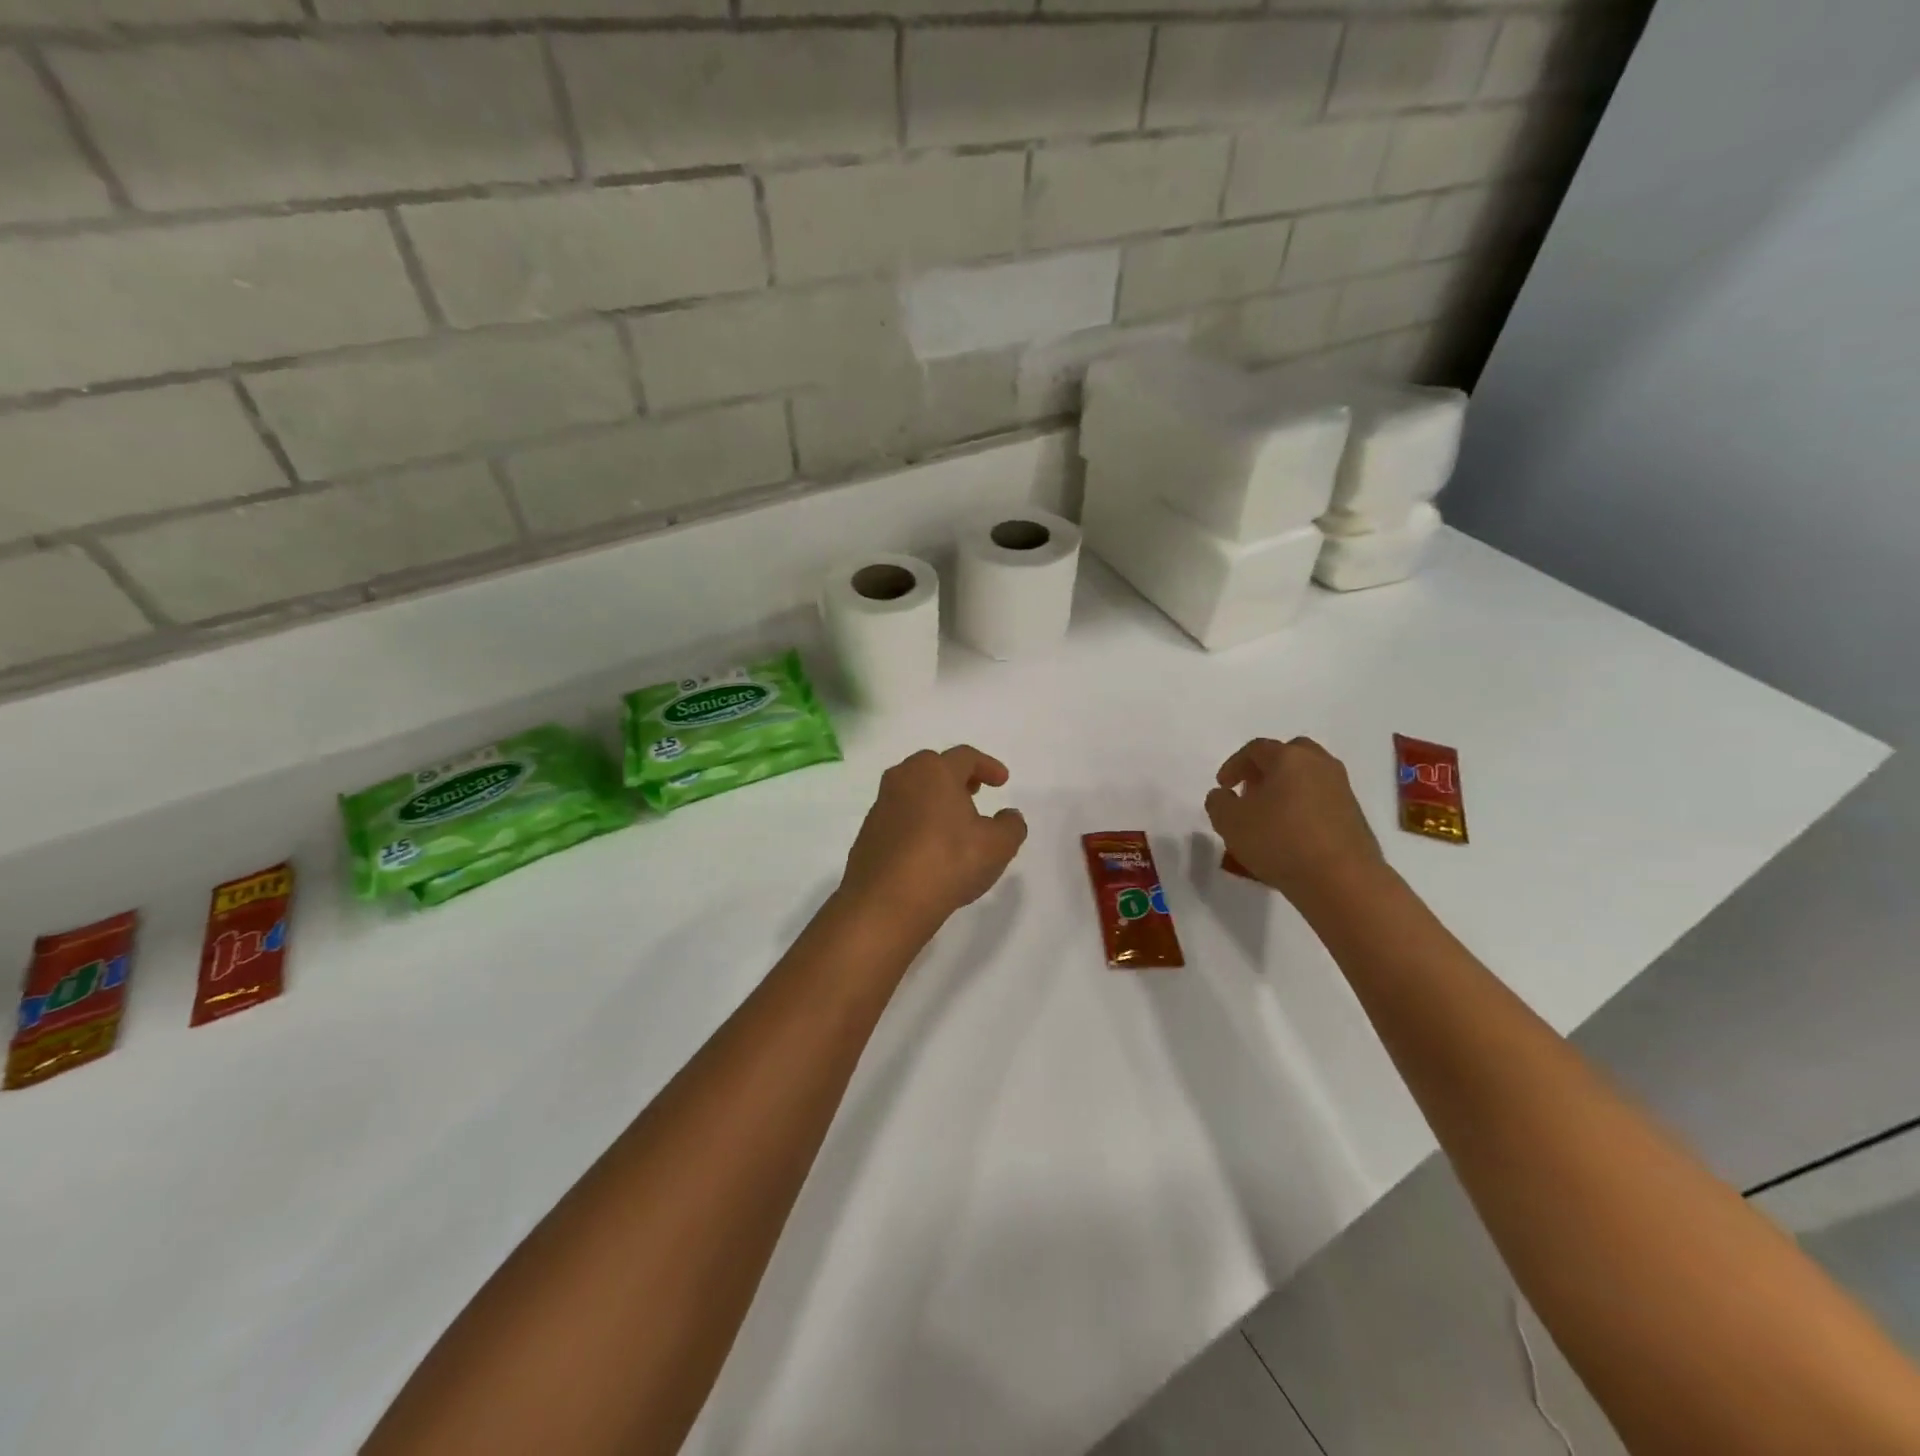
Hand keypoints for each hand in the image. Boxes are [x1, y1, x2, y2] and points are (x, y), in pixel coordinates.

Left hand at [838, 746, 1028, 936]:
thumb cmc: (947, 862)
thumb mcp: (997, 846)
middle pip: (933, 766)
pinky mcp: (868, 833)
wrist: (886, 902)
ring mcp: (881, 805)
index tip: (1002, 781)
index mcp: (935, 771)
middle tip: (974, 792)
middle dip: (957, 776)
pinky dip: (917, 821)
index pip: (965, 756)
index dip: (987, 766)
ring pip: (913, 790)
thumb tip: (1009, 816)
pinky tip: (928, 846)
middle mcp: (903, 778)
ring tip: (953, 820)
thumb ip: (1010, 826)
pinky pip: (899, 815)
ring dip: (934, 798)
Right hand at [1205, 737, 1383, 906]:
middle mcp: (1319, 765)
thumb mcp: (1229, 822)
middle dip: (1265, 770)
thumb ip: (1218, 802)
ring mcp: (1341, 790)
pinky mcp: (1354, 816)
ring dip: (1286, 790)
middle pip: (1289, 755)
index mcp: (1289, 757)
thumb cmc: (1279, 841)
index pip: (1256, 749)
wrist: (1342, 880)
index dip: (1234, 765)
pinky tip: (1290, 834)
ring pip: (1307, 779)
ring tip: (1268, 817)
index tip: (1223, 787)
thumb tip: (1224, 795)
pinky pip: (1320, 802)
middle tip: (1250, 791)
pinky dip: (1303, 809)